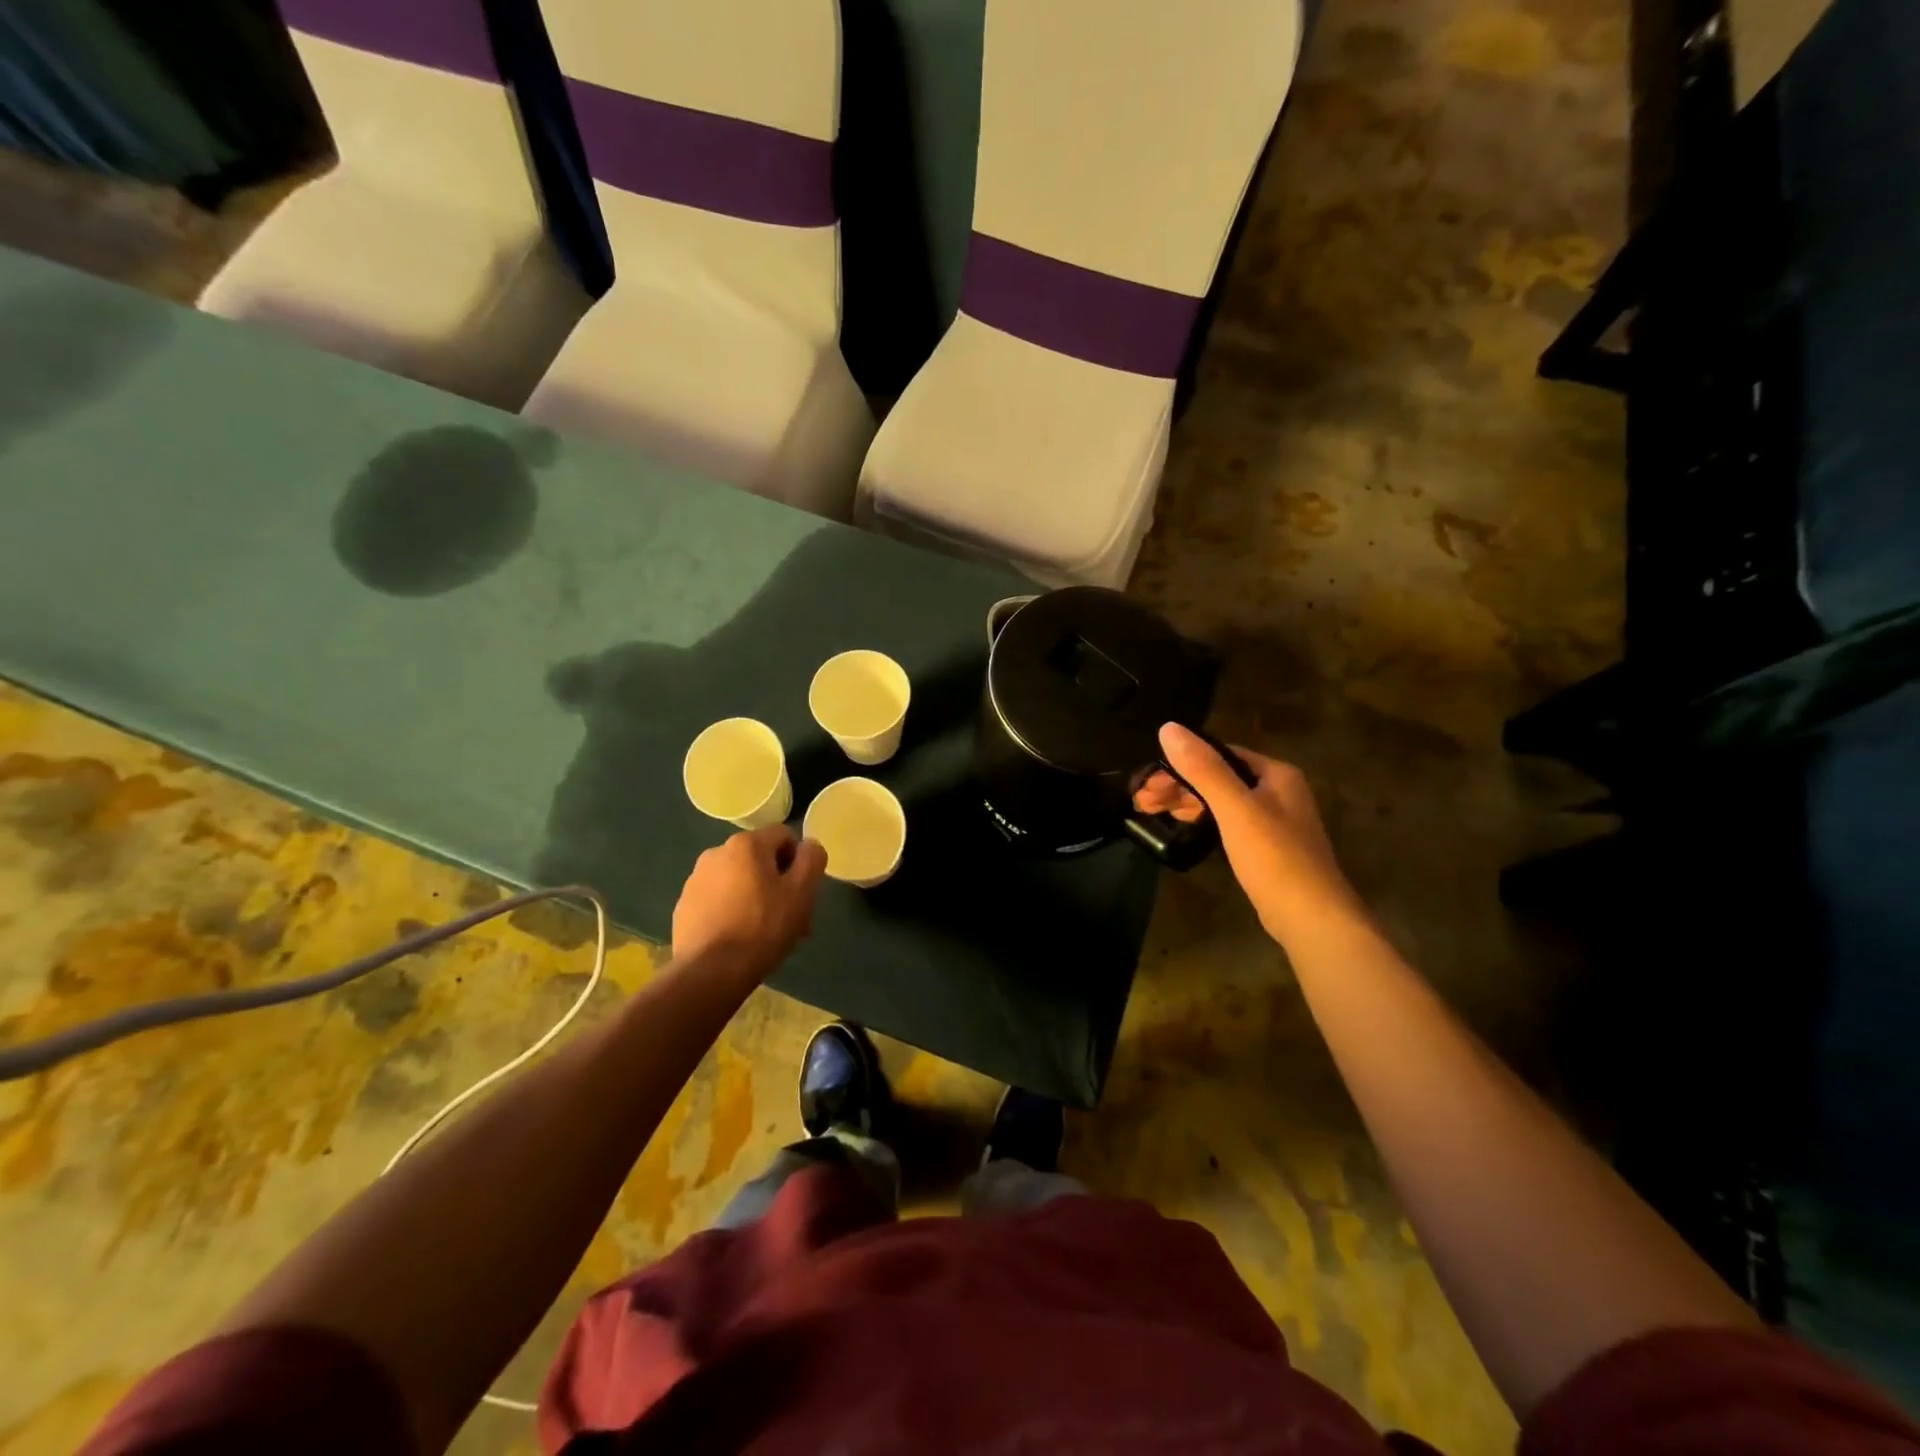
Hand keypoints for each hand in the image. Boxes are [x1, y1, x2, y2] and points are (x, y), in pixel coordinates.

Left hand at [672, 825, 828, 979]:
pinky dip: (731, 910)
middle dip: (777, 882)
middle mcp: (717, 852)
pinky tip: (738, 938)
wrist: (710, 972)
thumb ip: (812, 859)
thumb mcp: (802, 892)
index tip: (801, 892)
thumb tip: (808, 845)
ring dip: (755, 896)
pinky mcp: (684, 905)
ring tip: (763, 931)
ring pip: (738, 879)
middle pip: (760, 859)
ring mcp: (696, 879)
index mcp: (747, 844)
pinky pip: (717, 898)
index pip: (785, 836)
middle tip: (789, 916)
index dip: (799, 862)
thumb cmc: (763, 927)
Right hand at [1135, 724, 1365, 945]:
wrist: (1312, 918)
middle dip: (1179, 785)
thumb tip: (1168, 727)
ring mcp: (1275, 821)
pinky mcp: (1268, 848)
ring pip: (1222, 800)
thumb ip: (1203, 769)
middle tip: (1142, 800)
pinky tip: (1184, 827)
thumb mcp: (1234, 809)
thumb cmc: (1274, 858)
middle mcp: (1279, 792)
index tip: (1150, 781)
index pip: (1220, 754)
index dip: (1182, 763)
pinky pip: (1228, 822)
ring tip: (1151, 811)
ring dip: (1187, 802)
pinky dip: (1203, 821)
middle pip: (1219, 777)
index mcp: (1276, 775)